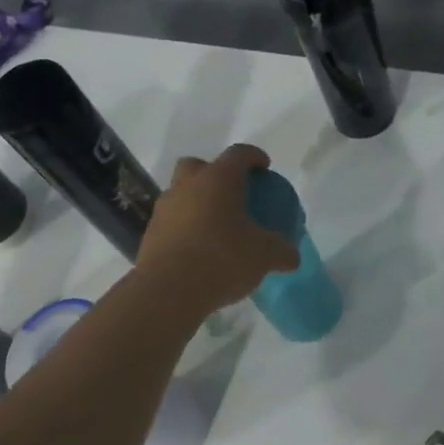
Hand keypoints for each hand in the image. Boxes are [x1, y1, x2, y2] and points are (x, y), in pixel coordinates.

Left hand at [135, 144, 299, 317]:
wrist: (169, 290)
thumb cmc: (222, 259)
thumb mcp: (263, 256)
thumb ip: (281, 251)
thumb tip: (292, 256)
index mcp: (218, 180)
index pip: (239, 154)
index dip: (254, 157)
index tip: (264, 167)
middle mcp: (188, 185)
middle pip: (198, 166)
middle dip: (214, 173)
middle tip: (232, 193)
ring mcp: (165, 208)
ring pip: (181, 193)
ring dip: (197, 202)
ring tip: (215, 225)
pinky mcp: (151, 233)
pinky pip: (172, 221)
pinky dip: (185, 227)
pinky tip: (198, 248)